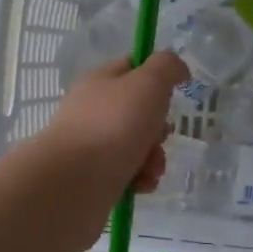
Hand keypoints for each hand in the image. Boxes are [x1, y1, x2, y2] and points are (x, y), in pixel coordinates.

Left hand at [37, 51, 187, 199]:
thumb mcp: (148, 83)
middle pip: (140, 112)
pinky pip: (129, 172)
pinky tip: (141, 184)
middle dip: (159, 128)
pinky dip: (141, 178)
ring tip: (151, 169)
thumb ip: (167, 67)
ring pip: (138, 145)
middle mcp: (94, 110)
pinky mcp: (95, 176)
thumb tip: (179, 70)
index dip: (157, 78)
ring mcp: (93, 144)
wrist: (73, 181)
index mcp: (101, 81)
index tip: (171, 93)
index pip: (132, 68)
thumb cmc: (113, 125)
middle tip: (159, 136)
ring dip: (154, 157)